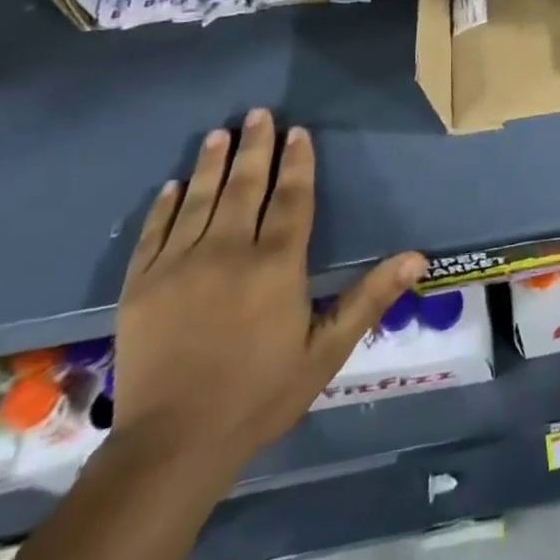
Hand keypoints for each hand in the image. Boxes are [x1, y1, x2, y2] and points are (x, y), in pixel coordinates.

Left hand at [112, 109, 425, 478]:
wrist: (172, 445)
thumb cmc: (260, 395)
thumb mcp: (326, 350)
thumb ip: (369, 298)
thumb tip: (418, 256)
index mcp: (275, 265)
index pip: (291, 199)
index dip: (297, 163)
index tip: (297, 132)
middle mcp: (228, 252)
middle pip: (245, 187)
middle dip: (254, 147)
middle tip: (258, 114)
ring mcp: (179, 266)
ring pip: (200, 199)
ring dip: (212, 163)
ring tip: (219, 133)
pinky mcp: (141, 285)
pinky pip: (155, 232)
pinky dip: (165, 204)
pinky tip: (174, 184)